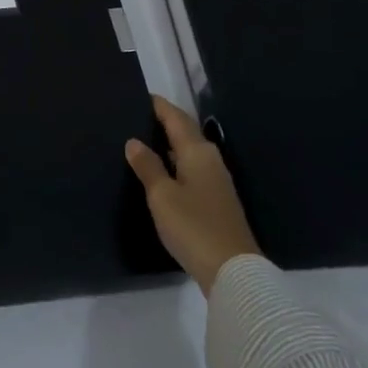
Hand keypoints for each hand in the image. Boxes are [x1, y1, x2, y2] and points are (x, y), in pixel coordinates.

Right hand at [127, 95, 261, 292]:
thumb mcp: (162, 196)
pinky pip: (192, 169)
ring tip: (144, 141)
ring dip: (170, 144)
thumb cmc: (193, 226)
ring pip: (189, 152)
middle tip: (137, 117)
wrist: (233, 271)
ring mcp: (216, 181)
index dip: (159, 106)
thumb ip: (148, 166)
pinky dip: (176, 163)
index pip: (176, 118)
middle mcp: (210, 160)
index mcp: (197, 151)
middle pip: (186, 132)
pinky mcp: (217, 201)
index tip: (142, 96)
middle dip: (164, 122)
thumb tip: (134, 141)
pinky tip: (162, 172)